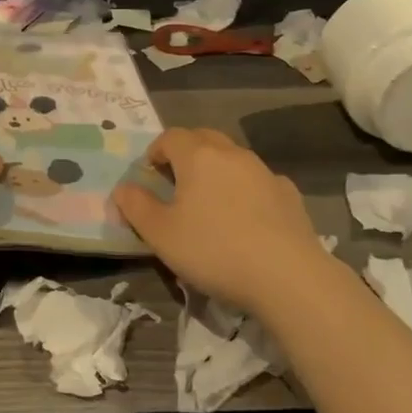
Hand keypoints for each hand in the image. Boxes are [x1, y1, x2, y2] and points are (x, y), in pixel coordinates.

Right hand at [113, 128, 335, 316]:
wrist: (287, 276)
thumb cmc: (213, 250)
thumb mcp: (160, 235)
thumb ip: (136, 207)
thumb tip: (122, 188)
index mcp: (198, 157)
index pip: (171, 137)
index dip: (155, 151)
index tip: (149, 175)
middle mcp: (232, 154)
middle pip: (204, 138)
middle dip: (186, 153)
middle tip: (176, 182)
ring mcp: (265, 172)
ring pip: (233, 158)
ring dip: (217, 170)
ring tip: (210, 203)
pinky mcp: (289, 194)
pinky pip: (259, 181)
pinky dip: (246, 190)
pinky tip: (246, 219)